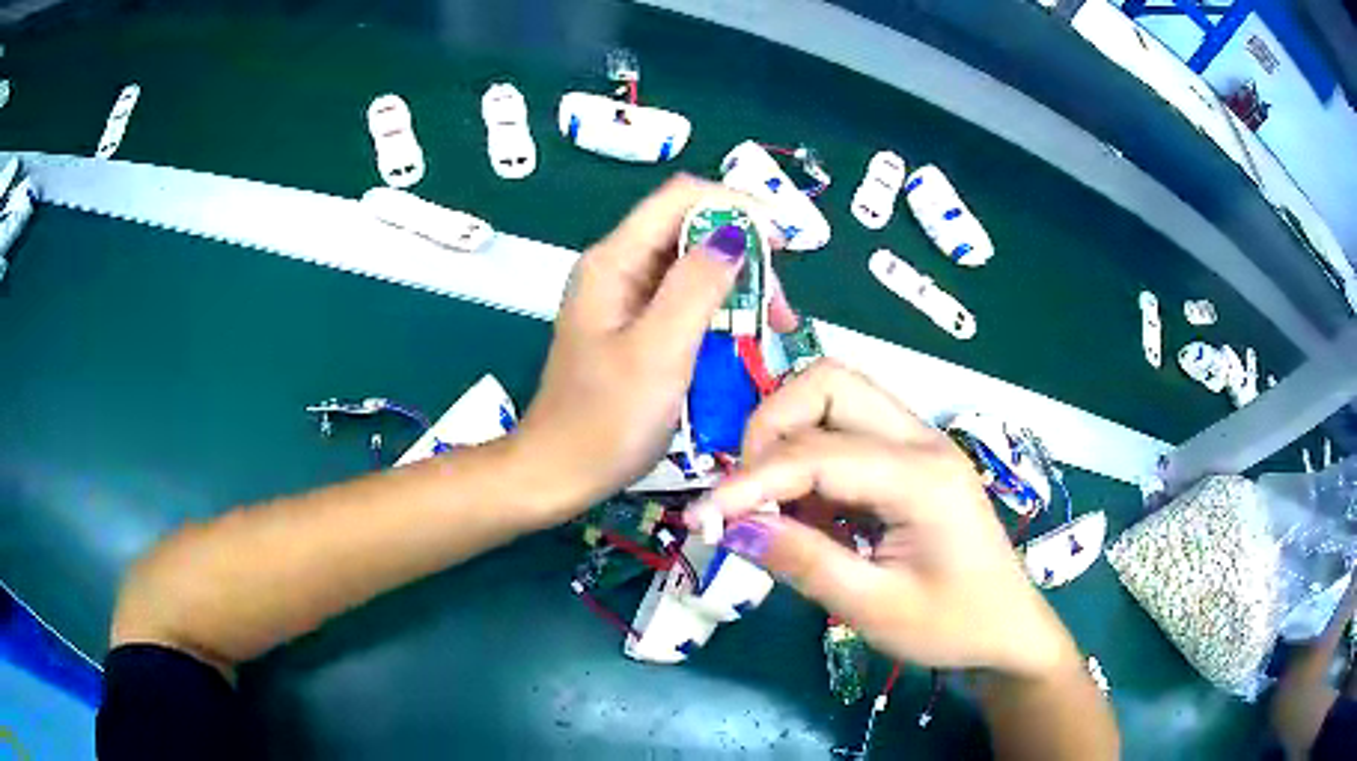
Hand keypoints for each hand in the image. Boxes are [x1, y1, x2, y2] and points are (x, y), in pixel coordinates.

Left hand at [516, 174, 793, 519]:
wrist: (560, 473)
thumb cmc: (605, 421)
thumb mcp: (659, 352)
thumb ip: (696, 287)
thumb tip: (734, 235)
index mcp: (615, 261)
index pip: (682, 197)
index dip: (737, 207)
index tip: (783, 244)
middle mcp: (619, 267)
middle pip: (691, 229)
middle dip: (744, 255)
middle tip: (780, 307)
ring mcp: (625, 297)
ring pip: (694, 266)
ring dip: (739, 287)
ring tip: (774, 327)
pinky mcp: (634, 325)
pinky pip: (685, 300)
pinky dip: (721, 311)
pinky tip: (744, 339)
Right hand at [687, 361, 1077, 677]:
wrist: (1007, 628)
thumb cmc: (952, 626)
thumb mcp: (874, 609)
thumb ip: (803, 562)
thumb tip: (732, 528)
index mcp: (922, 477)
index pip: (816, 453)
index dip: (748, 482)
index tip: (701, 518)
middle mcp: (922, 440)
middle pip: (829, 384)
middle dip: (770, 428)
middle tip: (746, 493)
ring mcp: (920, 442)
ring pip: (837, 396)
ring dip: (789, 437)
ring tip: (773, 503)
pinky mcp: (912, 458)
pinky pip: (849, 430)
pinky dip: (811, 458)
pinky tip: (810, 513)